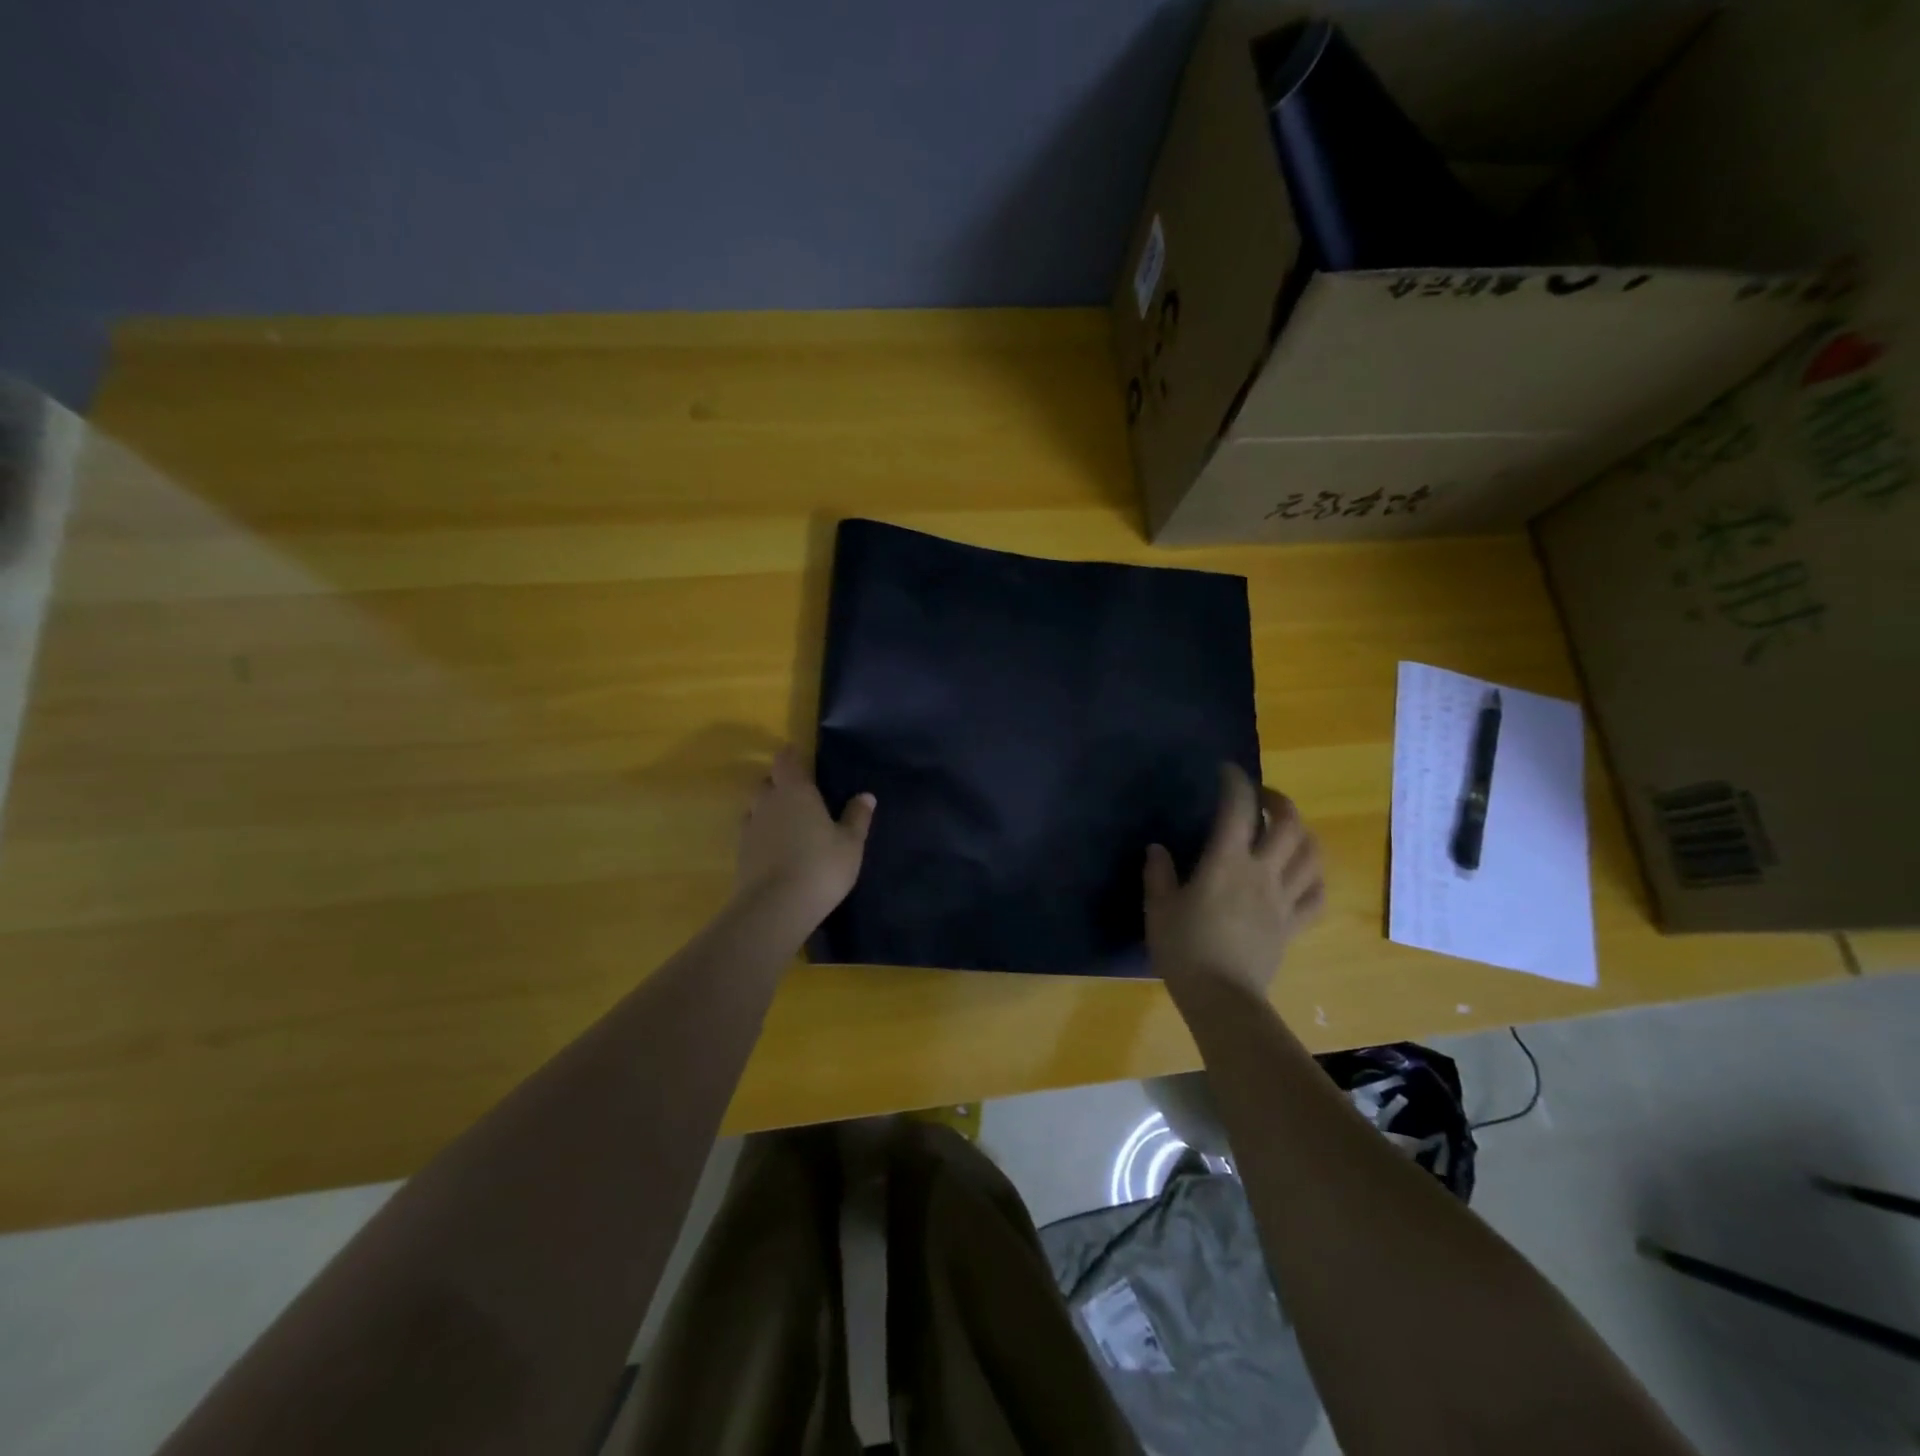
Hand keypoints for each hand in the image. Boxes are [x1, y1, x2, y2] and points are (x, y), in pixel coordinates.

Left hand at [735, 745, 875, 927]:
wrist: (775, 908)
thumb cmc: (820, 867)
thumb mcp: (850, 844)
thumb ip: (856, 817)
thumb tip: (865, 795)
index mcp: (795, 791)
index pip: (786, 760)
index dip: (792, 756)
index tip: (802, 759)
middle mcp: (767, 802)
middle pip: (767, 781)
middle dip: (780, 783)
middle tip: (800, 794)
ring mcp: (750, 827)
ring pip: (755, 806)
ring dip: (768, 808)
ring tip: (788, 822)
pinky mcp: (740, 853)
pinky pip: (751, 831)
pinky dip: (762, 833)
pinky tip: (776, 847)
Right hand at [1144, 764, 1323, 996]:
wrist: (1222, 998)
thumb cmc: (1184, 950)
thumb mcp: (1158, 909)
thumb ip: (1158, 874)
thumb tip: (1158, 849)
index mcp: (1225, 863)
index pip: (1237, 809)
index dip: (1235, 782)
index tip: (1227, 771)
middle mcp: (1261, 873)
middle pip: (1288, 824)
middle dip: (1278, 800)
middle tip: (1261, 798)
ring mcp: (1283, 899)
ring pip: (1311, 854)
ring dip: (1302, 832)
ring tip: (1286, 829)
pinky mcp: (1294, 924)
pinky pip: (1316, 894)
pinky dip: (1314, 876)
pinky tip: (1302, 871)